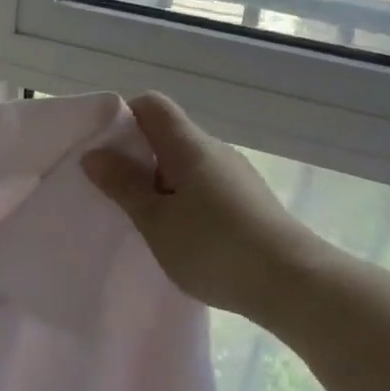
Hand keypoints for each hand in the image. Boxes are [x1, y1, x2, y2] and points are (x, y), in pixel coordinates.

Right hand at [82, 93, 331, 322]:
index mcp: (189, 146)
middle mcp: (215, 151)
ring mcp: (236, 175)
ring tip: (146, 220)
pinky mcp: (250, 201)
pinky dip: (184, 199)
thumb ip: (123, 185)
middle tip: (115, 192)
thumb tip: (93, 153)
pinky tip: (181, 235)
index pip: (152, 106)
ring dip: (160, 182)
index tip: (104, 152)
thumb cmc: (215, 248)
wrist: (296, 284)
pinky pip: (205, 186)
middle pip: (168, 135)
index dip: (123, 118)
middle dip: (136, 157)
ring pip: (187, 164)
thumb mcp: (157, 221)